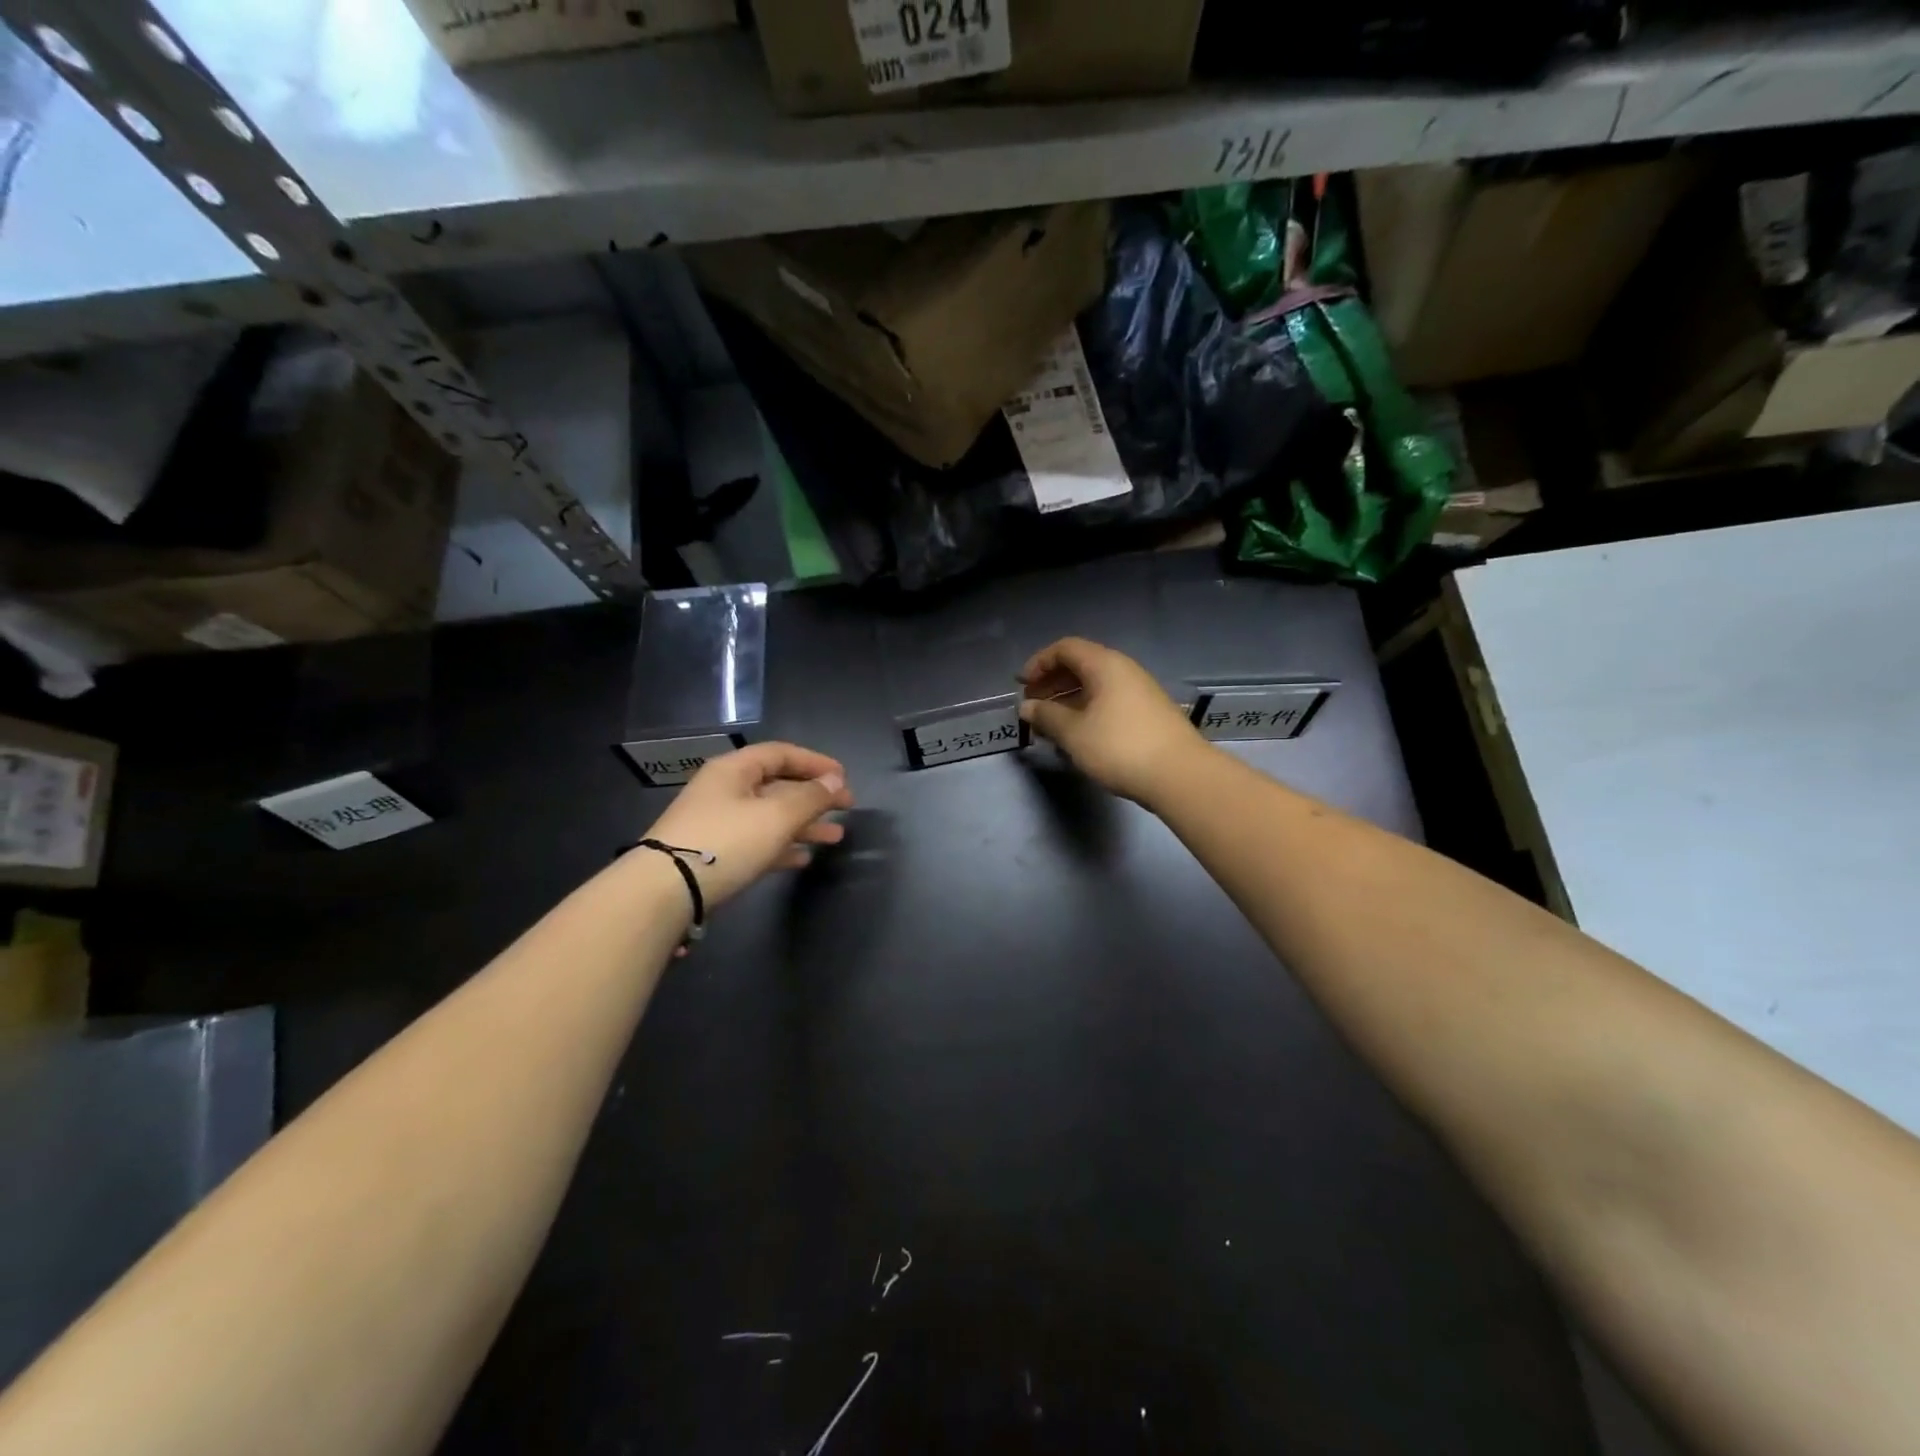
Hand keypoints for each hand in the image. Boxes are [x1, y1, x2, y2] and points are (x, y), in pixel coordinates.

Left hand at [640, 743, 853, 910]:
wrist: (664, 892)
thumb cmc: (725, 842)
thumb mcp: (776, 816)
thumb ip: (810, 797)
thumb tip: (835, 780)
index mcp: (734, 770)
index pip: (781, 754)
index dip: (816, 762)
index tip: (844, 779)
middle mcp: (725, 791)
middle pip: (778, 785)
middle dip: (814, 797)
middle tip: (846, 809)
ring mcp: (718, 824)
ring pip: (770, 817)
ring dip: (804, 825)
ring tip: (835, 838)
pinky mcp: (715, 855)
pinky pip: (757, 843)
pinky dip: (782, 847)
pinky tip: (803, 858)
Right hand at [1018, 637, 1207, 805]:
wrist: (1180, 775)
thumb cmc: (1119, 747)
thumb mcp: (1073, 733)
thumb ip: (1046, 716)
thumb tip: (1027, 707)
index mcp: (1105, 665)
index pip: (1065, 648)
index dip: (1039, 663)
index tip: (1022, 685)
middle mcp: (1124, 670)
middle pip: (1081, 665)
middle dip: (1052, 683)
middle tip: (1033, 705)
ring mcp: (1140, 692)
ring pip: (1096, 686)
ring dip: (1069, 700)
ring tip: (1051, 725)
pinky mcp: (1149, 714)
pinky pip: (1109, 701)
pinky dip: (1088, 711)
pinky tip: (1079, 735)